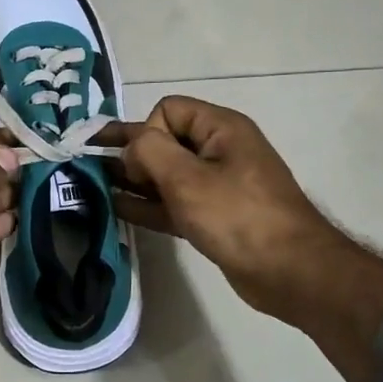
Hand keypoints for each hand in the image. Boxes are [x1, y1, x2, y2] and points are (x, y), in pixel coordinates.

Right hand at [110, 96, 339, 326]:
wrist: (290, 271)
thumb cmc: (238, 216)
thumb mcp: (187, 178)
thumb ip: (149, 152)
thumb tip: (131, 149)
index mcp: (220, 129)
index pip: (168, 110)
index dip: (147, 132)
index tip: (141, 165)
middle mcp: (219, 150)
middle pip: (164, 141)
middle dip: (130, 153)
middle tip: (92, 167)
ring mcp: (217, 186)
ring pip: (166, 175)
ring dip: (134, 180)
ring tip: (95, 186)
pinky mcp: (214, 217)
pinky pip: (173, 202)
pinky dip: (148, 204)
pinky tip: (117, 208)